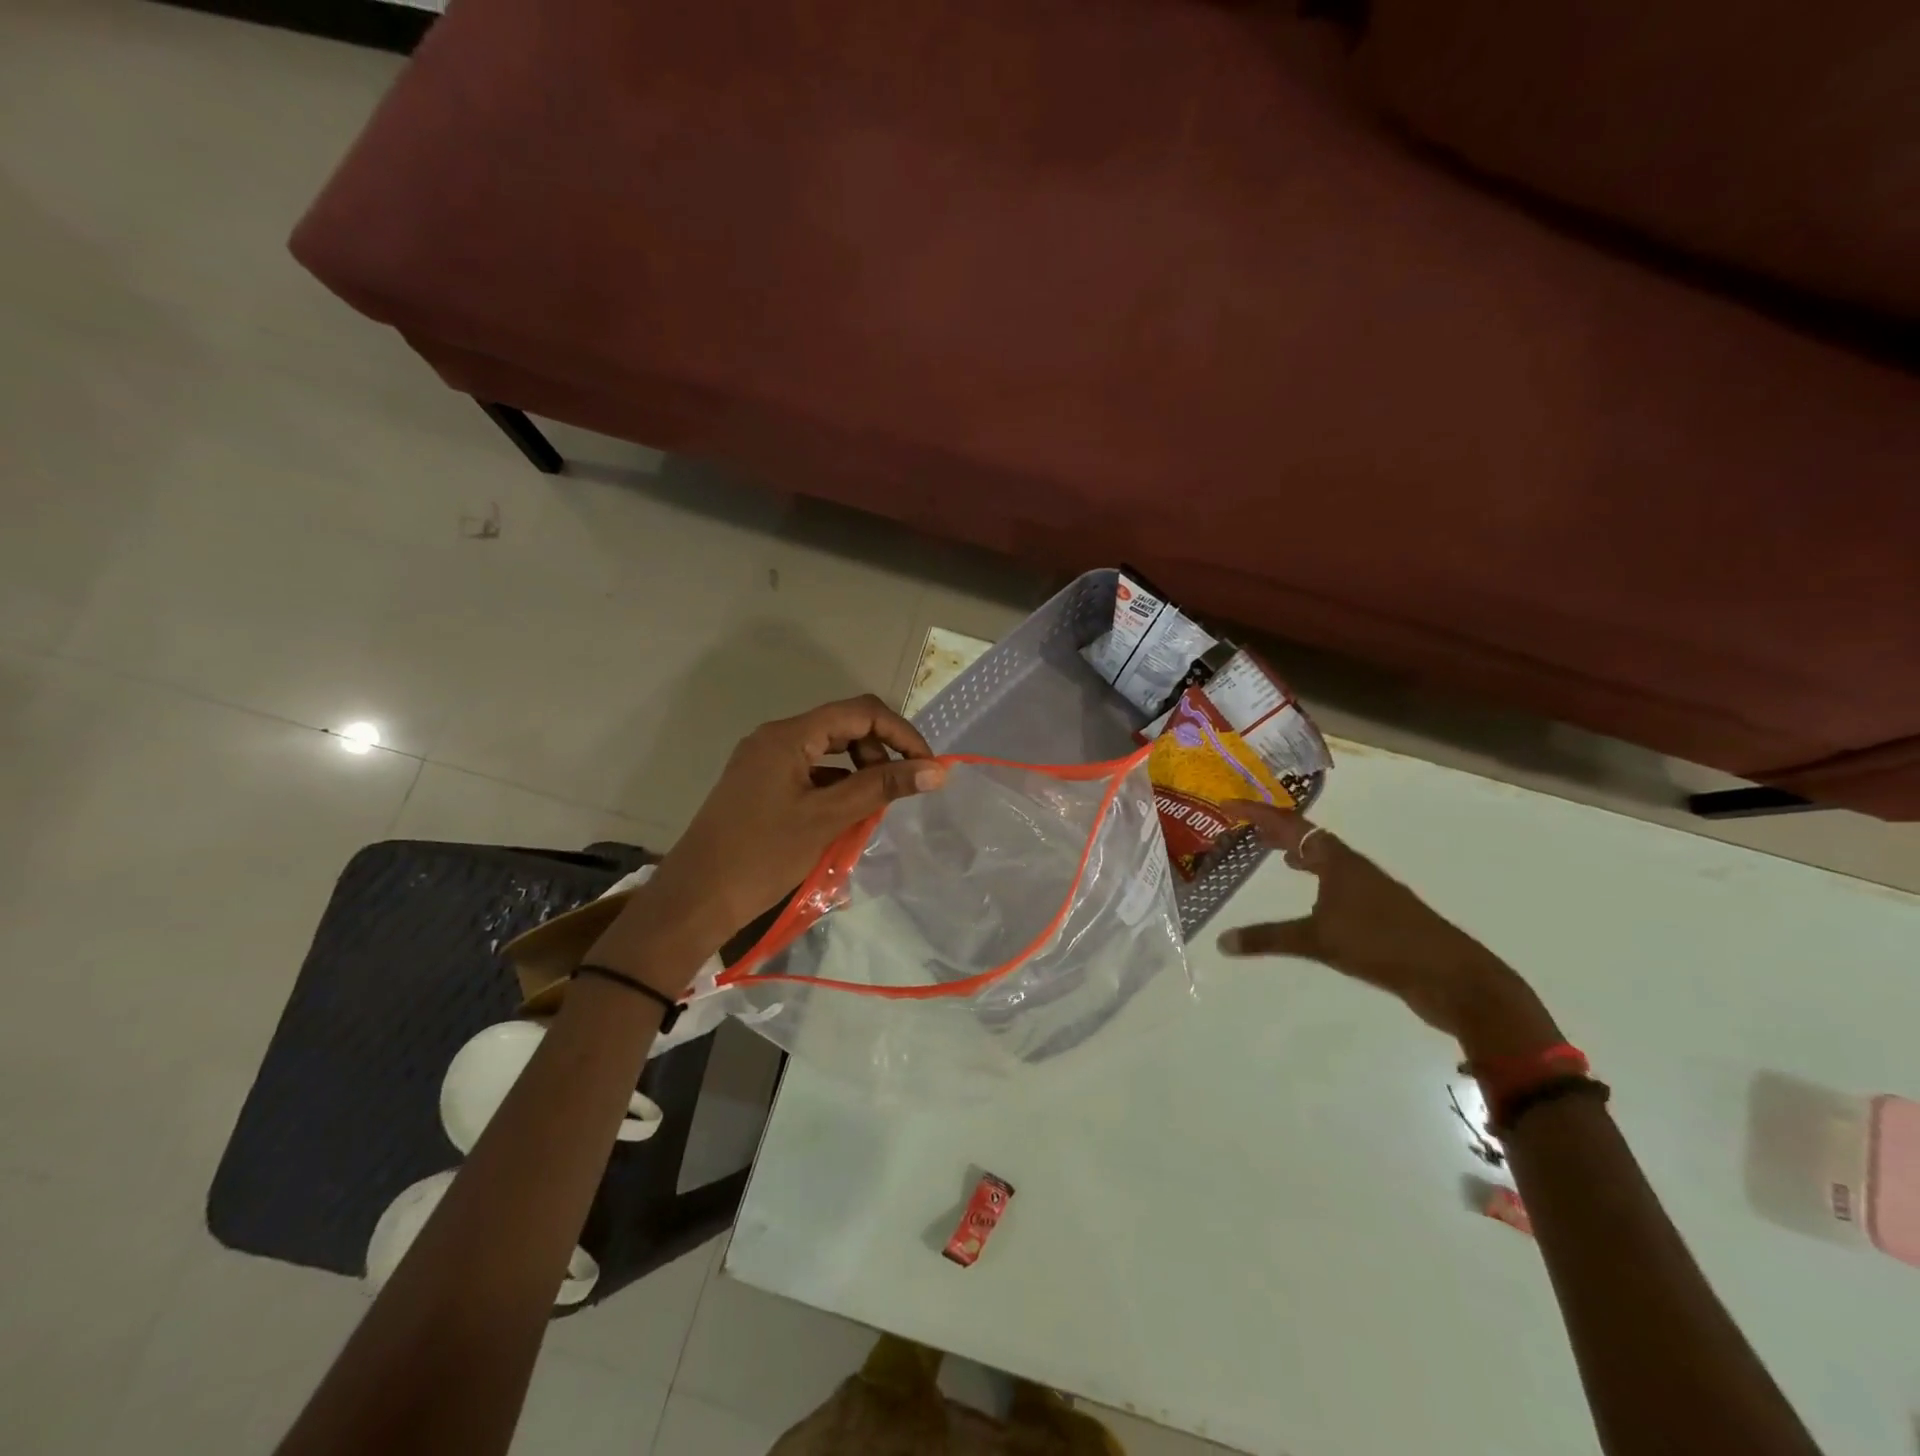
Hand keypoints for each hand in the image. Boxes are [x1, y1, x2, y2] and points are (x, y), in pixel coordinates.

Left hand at [595, 696, 946, 985]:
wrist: (695, 900)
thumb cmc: (761, 856)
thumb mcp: (827, 819)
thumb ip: (882, 788)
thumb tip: (936, 769)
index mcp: (788, 735)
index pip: (860, 712)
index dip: (901, 733)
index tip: (927, 767)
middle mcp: (776, 738)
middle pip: (844, 726)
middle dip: (880, 752)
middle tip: (898, 791)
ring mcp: (765, 761)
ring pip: (828, 751)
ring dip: (860, 772)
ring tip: (874, 808)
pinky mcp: (761, 784)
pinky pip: (811, 772)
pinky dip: (837, 787)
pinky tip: (846, 817)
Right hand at [1216, 803, 1560, 1059]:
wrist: (1453, 978)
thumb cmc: (1382, 945)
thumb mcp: (1318, 941)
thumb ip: (1268, 939)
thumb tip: (1221, 941)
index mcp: (1338, 862)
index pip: (1290, 826)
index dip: (1257, 814)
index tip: (1228, 805)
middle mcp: (1354, 868)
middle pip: (1310, 837)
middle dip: (1278, 830)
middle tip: (1247, 826)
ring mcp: (1372, 890)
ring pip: (1327, 860)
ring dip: (1301, 853)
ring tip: (1278, 855)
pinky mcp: (1382, 914)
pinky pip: (1339, 883)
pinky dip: (1318, 879)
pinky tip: (1314, 899)